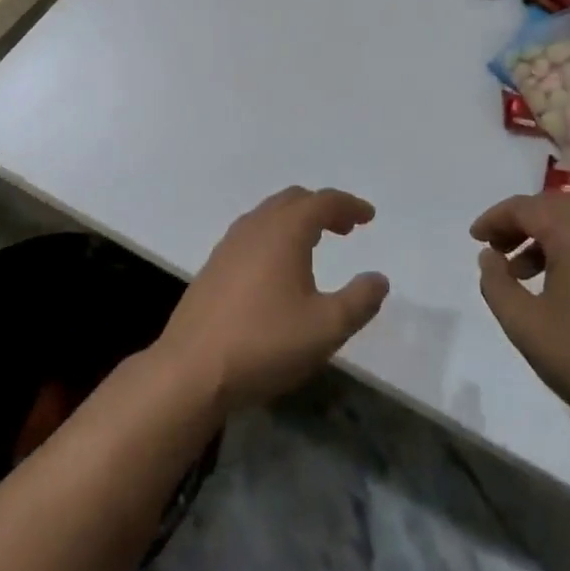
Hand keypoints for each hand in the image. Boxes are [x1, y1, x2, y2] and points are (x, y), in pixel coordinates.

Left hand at [156, 187, 389, 413]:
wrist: (191, 370)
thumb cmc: (264, 344)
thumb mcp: (326, 328)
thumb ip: (359, 301)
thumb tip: (378, 279)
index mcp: (284, 230)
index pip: (323, 202)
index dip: (349, 205)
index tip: (369, 216)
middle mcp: (256, 226)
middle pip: (294, 200)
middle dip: (323, 208)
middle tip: (346, 228)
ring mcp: (230, 244)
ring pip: (270, 214)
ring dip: (297, 220)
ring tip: (316, 244)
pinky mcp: (214, 265)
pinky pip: (253, 233)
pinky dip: (276, 234)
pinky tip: (279, 267)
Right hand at [472, 192, 569, 445]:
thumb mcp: (524, 324)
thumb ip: (495, 283)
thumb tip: (489, 256)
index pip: (525, 207)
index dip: (494, 219)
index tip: (475, 238)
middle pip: (552, 209)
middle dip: (519, 224)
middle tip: (495, 249)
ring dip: (544, 240)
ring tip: (521, 274)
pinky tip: (560, 291)